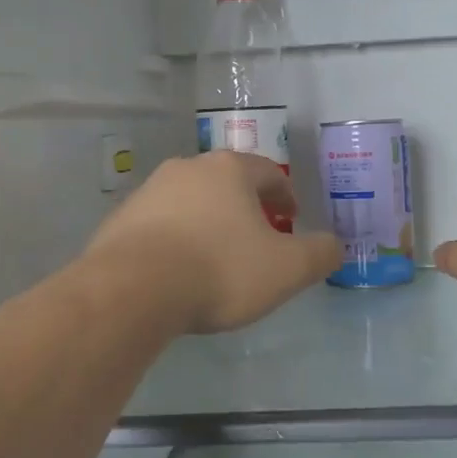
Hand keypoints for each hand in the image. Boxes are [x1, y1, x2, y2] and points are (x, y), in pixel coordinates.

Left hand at [84, 152, 341, 333]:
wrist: (132, 289)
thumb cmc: (219, 270)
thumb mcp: (286, 269)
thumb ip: (319, 254)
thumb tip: (335, 245)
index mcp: (230, 170)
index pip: (268, 172)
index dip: (285, 194)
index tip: (291, 218)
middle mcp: (188, 168)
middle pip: (227, 181)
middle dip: (245, 206)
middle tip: (257, 236)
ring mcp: (150, 191)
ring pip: (191, 200)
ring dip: (208, 221)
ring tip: (216, 255)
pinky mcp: (121, 218)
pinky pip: (160, 224)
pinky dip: (176, 238)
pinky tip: (178, 269)